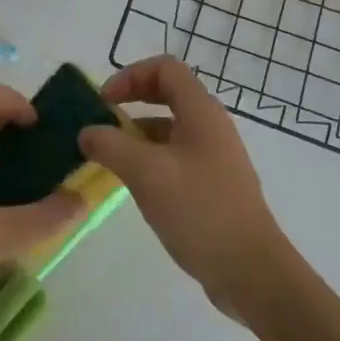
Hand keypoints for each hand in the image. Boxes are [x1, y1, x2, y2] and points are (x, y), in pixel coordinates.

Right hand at [79, 55, 293, 320]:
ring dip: (138, 134)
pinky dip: (151, 160)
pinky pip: (176, 156)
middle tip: (102, 122)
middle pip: (168, 94)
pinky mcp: (213, 185)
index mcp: (201, 112)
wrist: (252, 272)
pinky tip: (134, 186)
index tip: (104, 102)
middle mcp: (211, 126)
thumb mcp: (146, 174)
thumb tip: (87, 132)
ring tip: (110, 158)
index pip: (165, 68)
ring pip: (170, 128)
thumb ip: (111, 146)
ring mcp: (215, 157)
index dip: (130, 75)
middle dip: (131, 102)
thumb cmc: (199, 211)